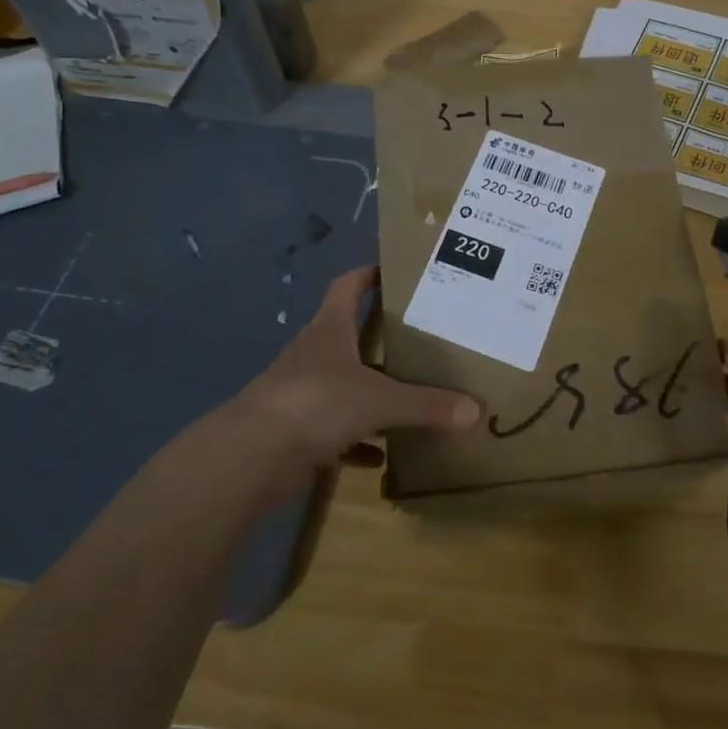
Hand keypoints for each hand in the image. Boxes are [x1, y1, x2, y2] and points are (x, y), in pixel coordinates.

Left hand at [234, 266, 479, 474]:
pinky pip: (333, 432)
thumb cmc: (317, 403)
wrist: (251, 455)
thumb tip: (476, 410)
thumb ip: (426, 405)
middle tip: (418, 339)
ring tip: (405, 396)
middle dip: (378, 338)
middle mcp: (313, 355)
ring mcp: (301, 393)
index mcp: (330, 330)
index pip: (347, 286)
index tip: (393, 272)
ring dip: (368, 392)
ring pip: (342, 385)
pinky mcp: (295, 431)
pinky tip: (379, 457)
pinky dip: (356, 441)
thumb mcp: (380, 401)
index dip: (368, 275)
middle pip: (347, 336)